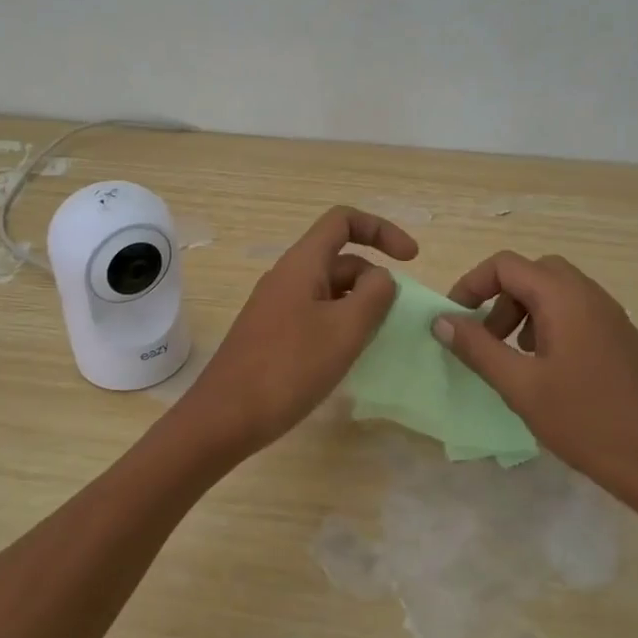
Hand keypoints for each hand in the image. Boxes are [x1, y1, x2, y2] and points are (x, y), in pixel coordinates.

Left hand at [179, 206, 419, 457]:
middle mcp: (287, 277)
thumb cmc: (289, 368)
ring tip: (379, 340)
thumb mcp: (344, 330)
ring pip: (329, 290)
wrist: (226, 416)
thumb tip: (381, 277)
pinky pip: (315, 315)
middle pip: (340, 258)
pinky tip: (350, 357)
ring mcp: (277, 306)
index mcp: (302, 264)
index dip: (381, 230)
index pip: (343, 220)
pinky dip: (340, 325)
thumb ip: (373, 296)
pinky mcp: (273, 334)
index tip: (411, 259)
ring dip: (360, 305)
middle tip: (397, 319)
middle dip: (375, 279)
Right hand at [431, 251, 637, 519]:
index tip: (454, 318)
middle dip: (500, 297)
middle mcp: (591, 296)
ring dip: (524, 312)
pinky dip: (549, 325)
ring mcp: (611, 317)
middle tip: (486, 337)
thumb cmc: (586, 422)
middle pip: (534, 272)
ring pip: (556, 292)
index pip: (507, 265)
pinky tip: (546, 371)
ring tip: (513, 356)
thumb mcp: (520, 386)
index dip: (472, 284)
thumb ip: (477, 348)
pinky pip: (576, 313)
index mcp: (565, 299)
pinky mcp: (621, 340)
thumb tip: (441, 320)